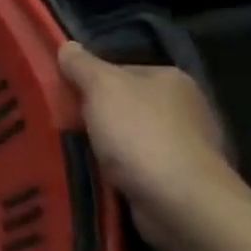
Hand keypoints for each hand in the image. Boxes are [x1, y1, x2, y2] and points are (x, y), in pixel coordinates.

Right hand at [58, 41, 244, 250]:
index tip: (63, 98)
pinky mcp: (181, 181)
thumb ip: (82, 65)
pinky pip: (137, 168)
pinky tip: (98, 176)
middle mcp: (185, 108)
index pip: (119, 71)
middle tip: (62, 126)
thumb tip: (67, 46)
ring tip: (74, 154)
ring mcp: (187, 146)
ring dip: (106, 147)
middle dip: (96, 116)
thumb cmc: (141, 135)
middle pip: (124, 104)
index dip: (88, 82)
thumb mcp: (102, 88)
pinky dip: (119, 172)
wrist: (182, 203)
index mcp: (171, 78)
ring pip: (129, 138)